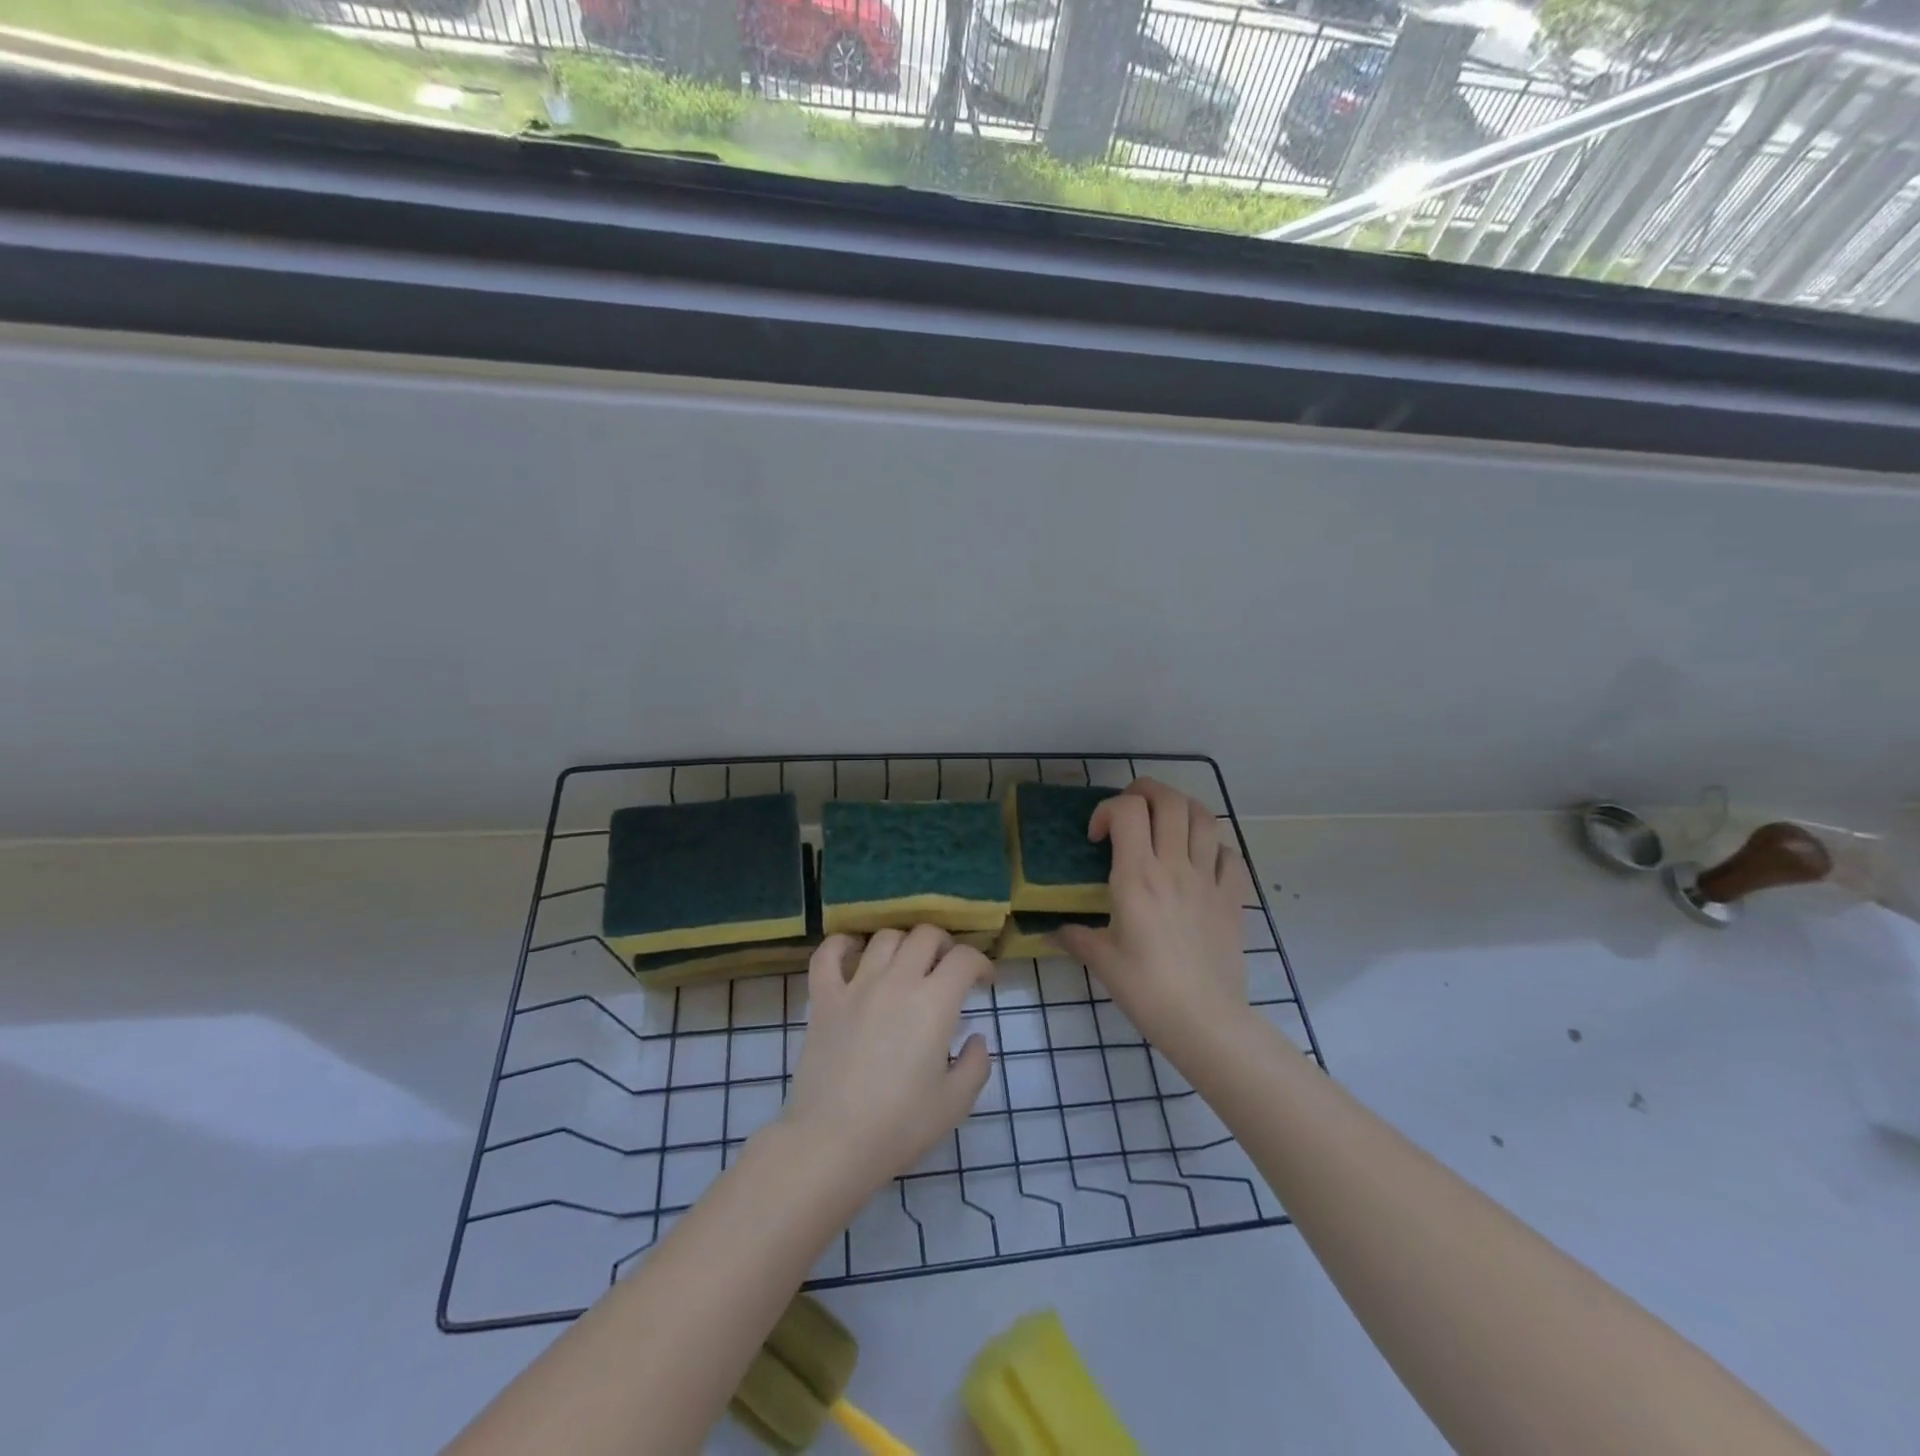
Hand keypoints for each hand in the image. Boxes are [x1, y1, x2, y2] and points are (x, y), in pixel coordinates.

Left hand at [781, 926, 992, 1196]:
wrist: (832, 1143)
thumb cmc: (899, 1126)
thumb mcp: (955, 1103)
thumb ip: (976, 1065)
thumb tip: (976, 1039)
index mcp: (934, 1003)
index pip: (965, 958)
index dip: (981, 963)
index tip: (983, 982)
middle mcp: (897, 981)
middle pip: (926, 935)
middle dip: (945, 945)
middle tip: (947, 969)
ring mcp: (856, 986)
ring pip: (885, 937)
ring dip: (903, 943)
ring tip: (906, 964)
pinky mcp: (824, 998)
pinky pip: (828, 954)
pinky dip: (842, 945)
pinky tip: (853, 952)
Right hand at [1058, 778, 1250, 1059]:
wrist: (1205, 1020)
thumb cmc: (1147, 989)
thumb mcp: (1102, 962)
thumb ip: (1075, 937)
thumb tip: (1052, 933)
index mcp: (1138, 876)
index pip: (1127, 810)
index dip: (1107, 810)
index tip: (1097, 838)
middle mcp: (1175, 866)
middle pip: (1169, 800)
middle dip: (1145, 791)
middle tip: (1130, 811)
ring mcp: (1209, 879)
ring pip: (1204, 817)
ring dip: (1181, 809)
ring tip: (1165, 824)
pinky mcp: (1234, 898)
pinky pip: (1230, 854)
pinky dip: (1214, 846)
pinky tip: (1200, 861)